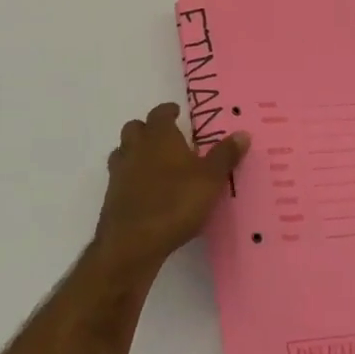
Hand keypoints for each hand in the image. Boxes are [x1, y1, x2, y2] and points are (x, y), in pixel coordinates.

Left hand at [93, 103, 248, 274]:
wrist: (132, 242)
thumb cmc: (175, 202)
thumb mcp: (210, 179)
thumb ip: (225, 155)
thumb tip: (243, 133)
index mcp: (159, 136)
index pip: (160, 113)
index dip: (168, 111)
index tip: (176, 113)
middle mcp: (135, 147)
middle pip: (135, 128)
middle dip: (148, 129)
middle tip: (165, 138)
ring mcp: (119, 171)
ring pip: (123, 151)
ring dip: (135, 152)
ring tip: (154, 164)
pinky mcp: (111, 196)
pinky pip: (120, 177)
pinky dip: (130, 177)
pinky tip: (144, 191)